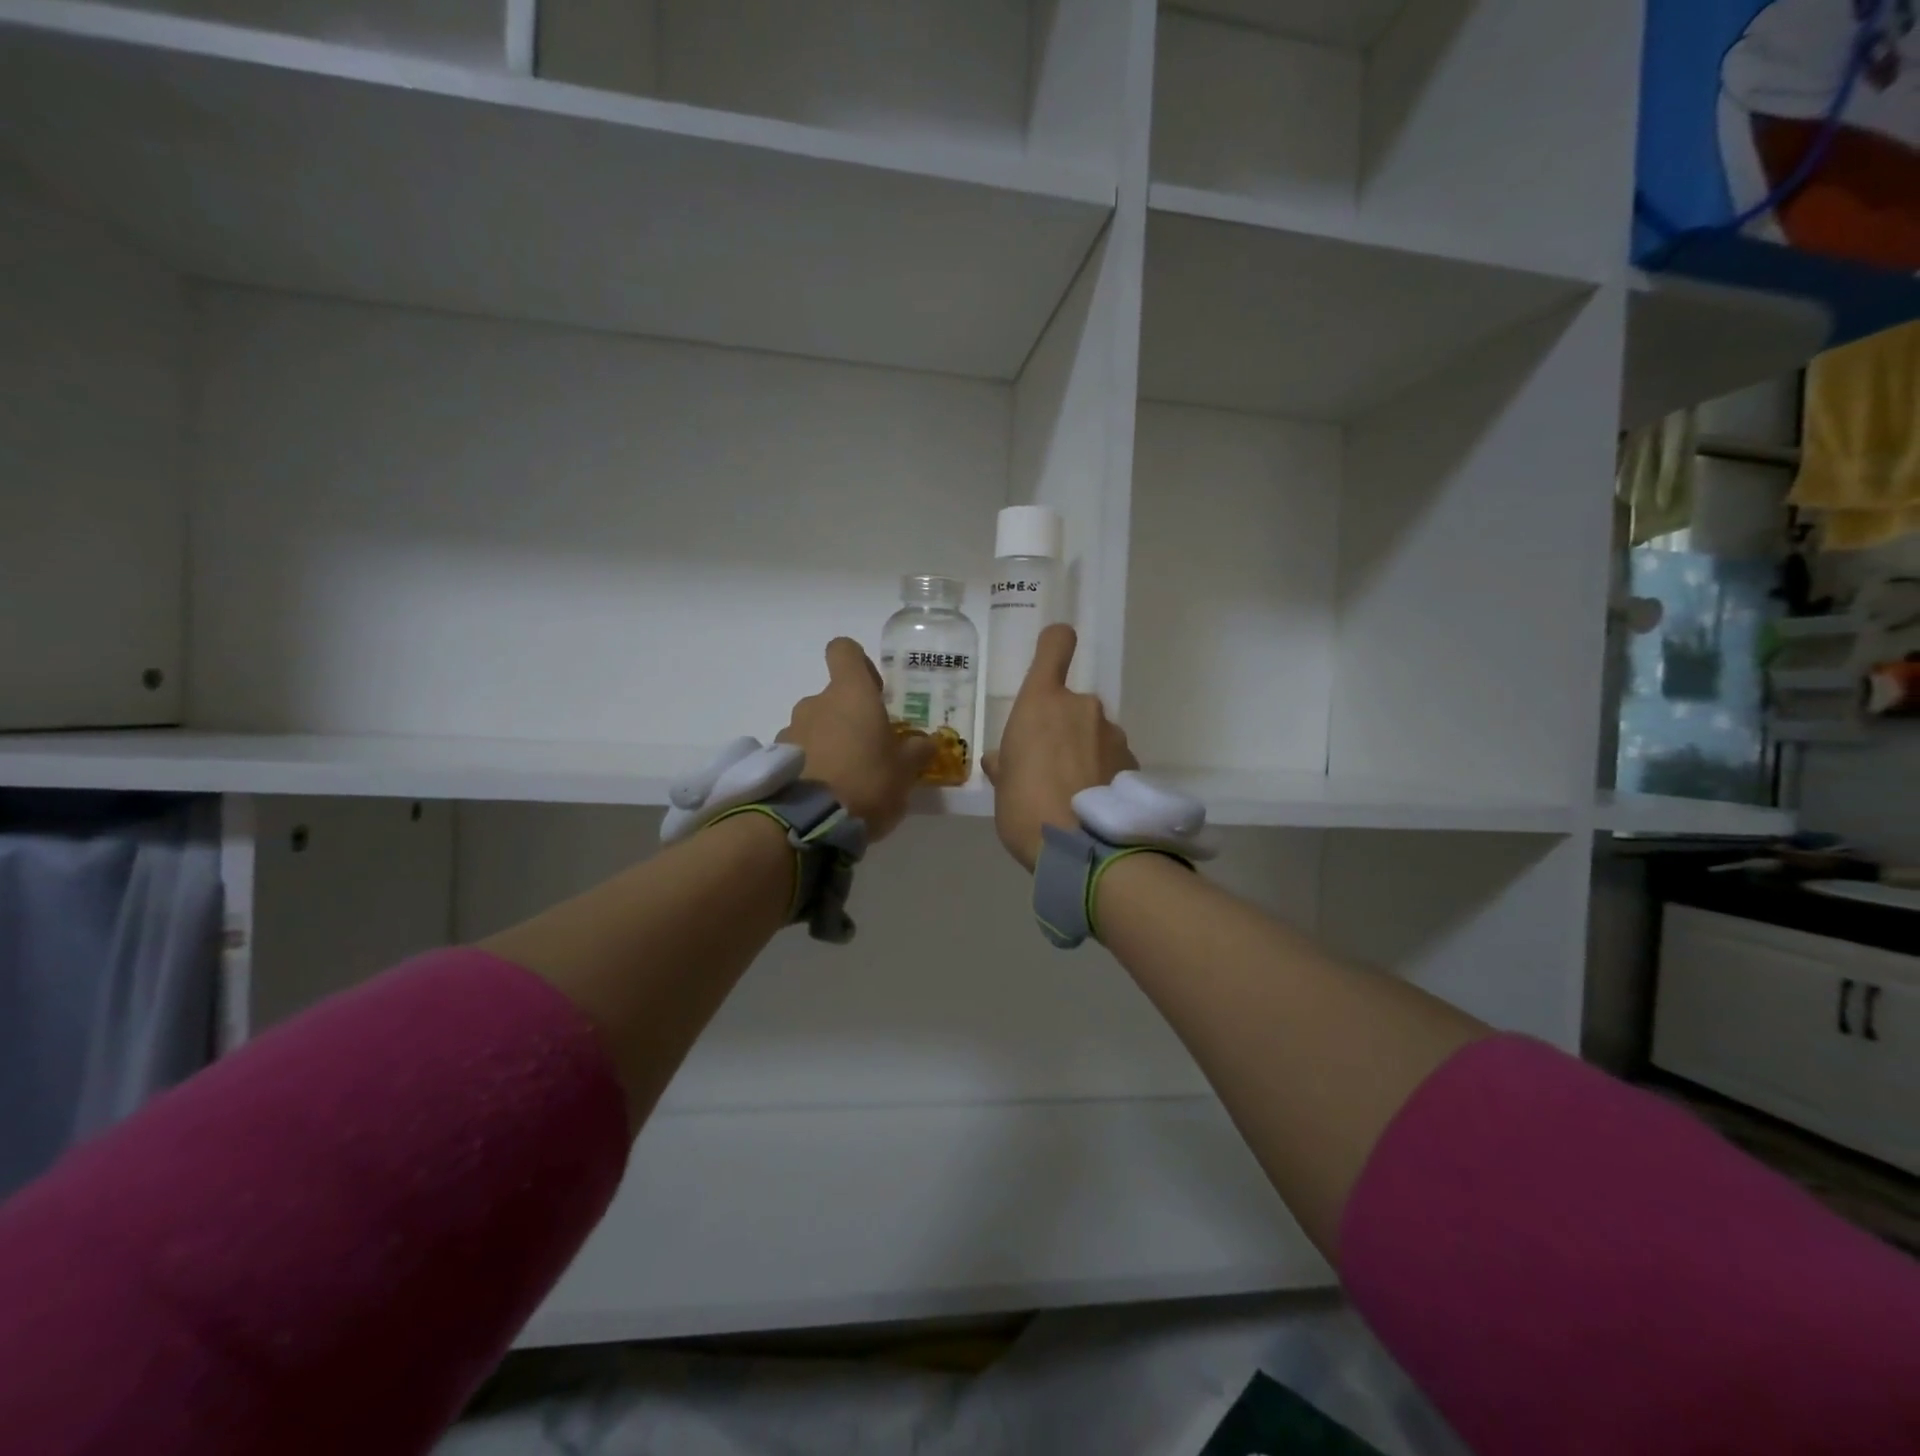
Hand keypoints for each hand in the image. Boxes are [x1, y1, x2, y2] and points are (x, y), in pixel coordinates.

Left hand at [778, 638, 933, 842]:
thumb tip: (927, 742)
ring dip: (830, 742)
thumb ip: (917, 751)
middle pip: (833, 697)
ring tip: (847, 778)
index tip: (875, 689)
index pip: (844, 651)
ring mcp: (791, 730)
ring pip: (815, 725)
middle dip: (850, 718)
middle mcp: (816, 702)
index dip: (860, 664)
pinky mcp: (776, 759)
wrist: (808, 824)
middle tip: (871, 750)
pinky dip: (812, 764)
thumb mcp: (906, 771)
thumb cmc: (867, 783)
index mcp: (851, 694)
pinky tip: (826, 793)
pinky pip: (799, 751)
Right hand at [982, 624, 1136, 871]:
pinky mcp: (1133, 762)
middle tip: (1047, 769)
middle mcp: (1082, 707)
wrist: (1083, 848)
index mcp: (1042, 702)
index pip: (1055, 645)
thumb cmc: (1025, 807)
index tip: (1053, 652)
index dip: (1055, 643)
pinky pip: (1111, 759)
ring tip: (1072, 794)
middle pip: (1071, 704)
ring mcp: (1112, 734)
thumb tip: (1002, 761)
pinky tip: (1093, 805)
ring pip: (1093, 733)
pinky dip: (1103, 773)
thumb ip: (1004, 764)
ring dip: (1084, 752)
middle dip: (1062, 729)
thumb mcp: (1002, 786)